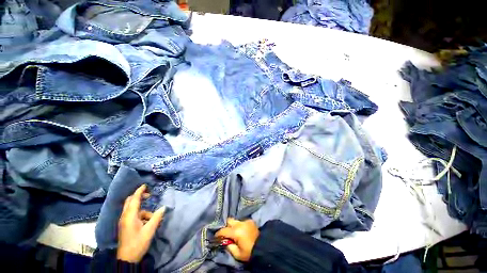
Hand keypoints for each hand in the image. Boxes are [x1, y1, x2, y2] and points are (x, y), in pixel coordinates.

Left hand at [117, 184, 165, 262]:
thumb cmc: (138, 243)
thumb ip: (156, 217)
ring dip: (143, 209)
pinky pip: (134, 215)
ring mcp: (124, 221)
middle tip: (149, 195)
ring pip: (133, 209)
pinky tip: (148, 222)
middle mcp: (125, 217)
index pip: (134, 199)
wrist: (127, 258)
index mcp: (129, 216)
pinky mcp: (125, 226)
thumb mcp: (149, 230)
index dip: (139, 191)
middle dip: (139, 197)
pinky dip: (141, 215)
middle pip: (130, 202)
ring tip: (153, 216)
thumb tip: (164, 207)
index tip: (145, 185)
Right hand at [215, 218, 259, 261]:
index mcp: (236, 232)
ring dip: (233, 226)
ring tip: (234, 232)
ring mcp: (246, 220)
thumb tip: (225, 241)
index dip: (218, 234)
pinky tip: (242, 231)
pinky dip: (240, 225)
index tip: (216, 237)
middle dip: (226, 226)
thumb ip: (229, 247)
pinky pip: (242, 221)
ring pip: (236, 220)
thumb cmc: (249, 252)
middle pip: (229, 220)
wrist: (263, 247)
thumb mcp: (237, 254)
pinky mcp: (250, 220)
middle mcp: (240, 223)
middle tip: (226, 233)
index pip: (224, 230)